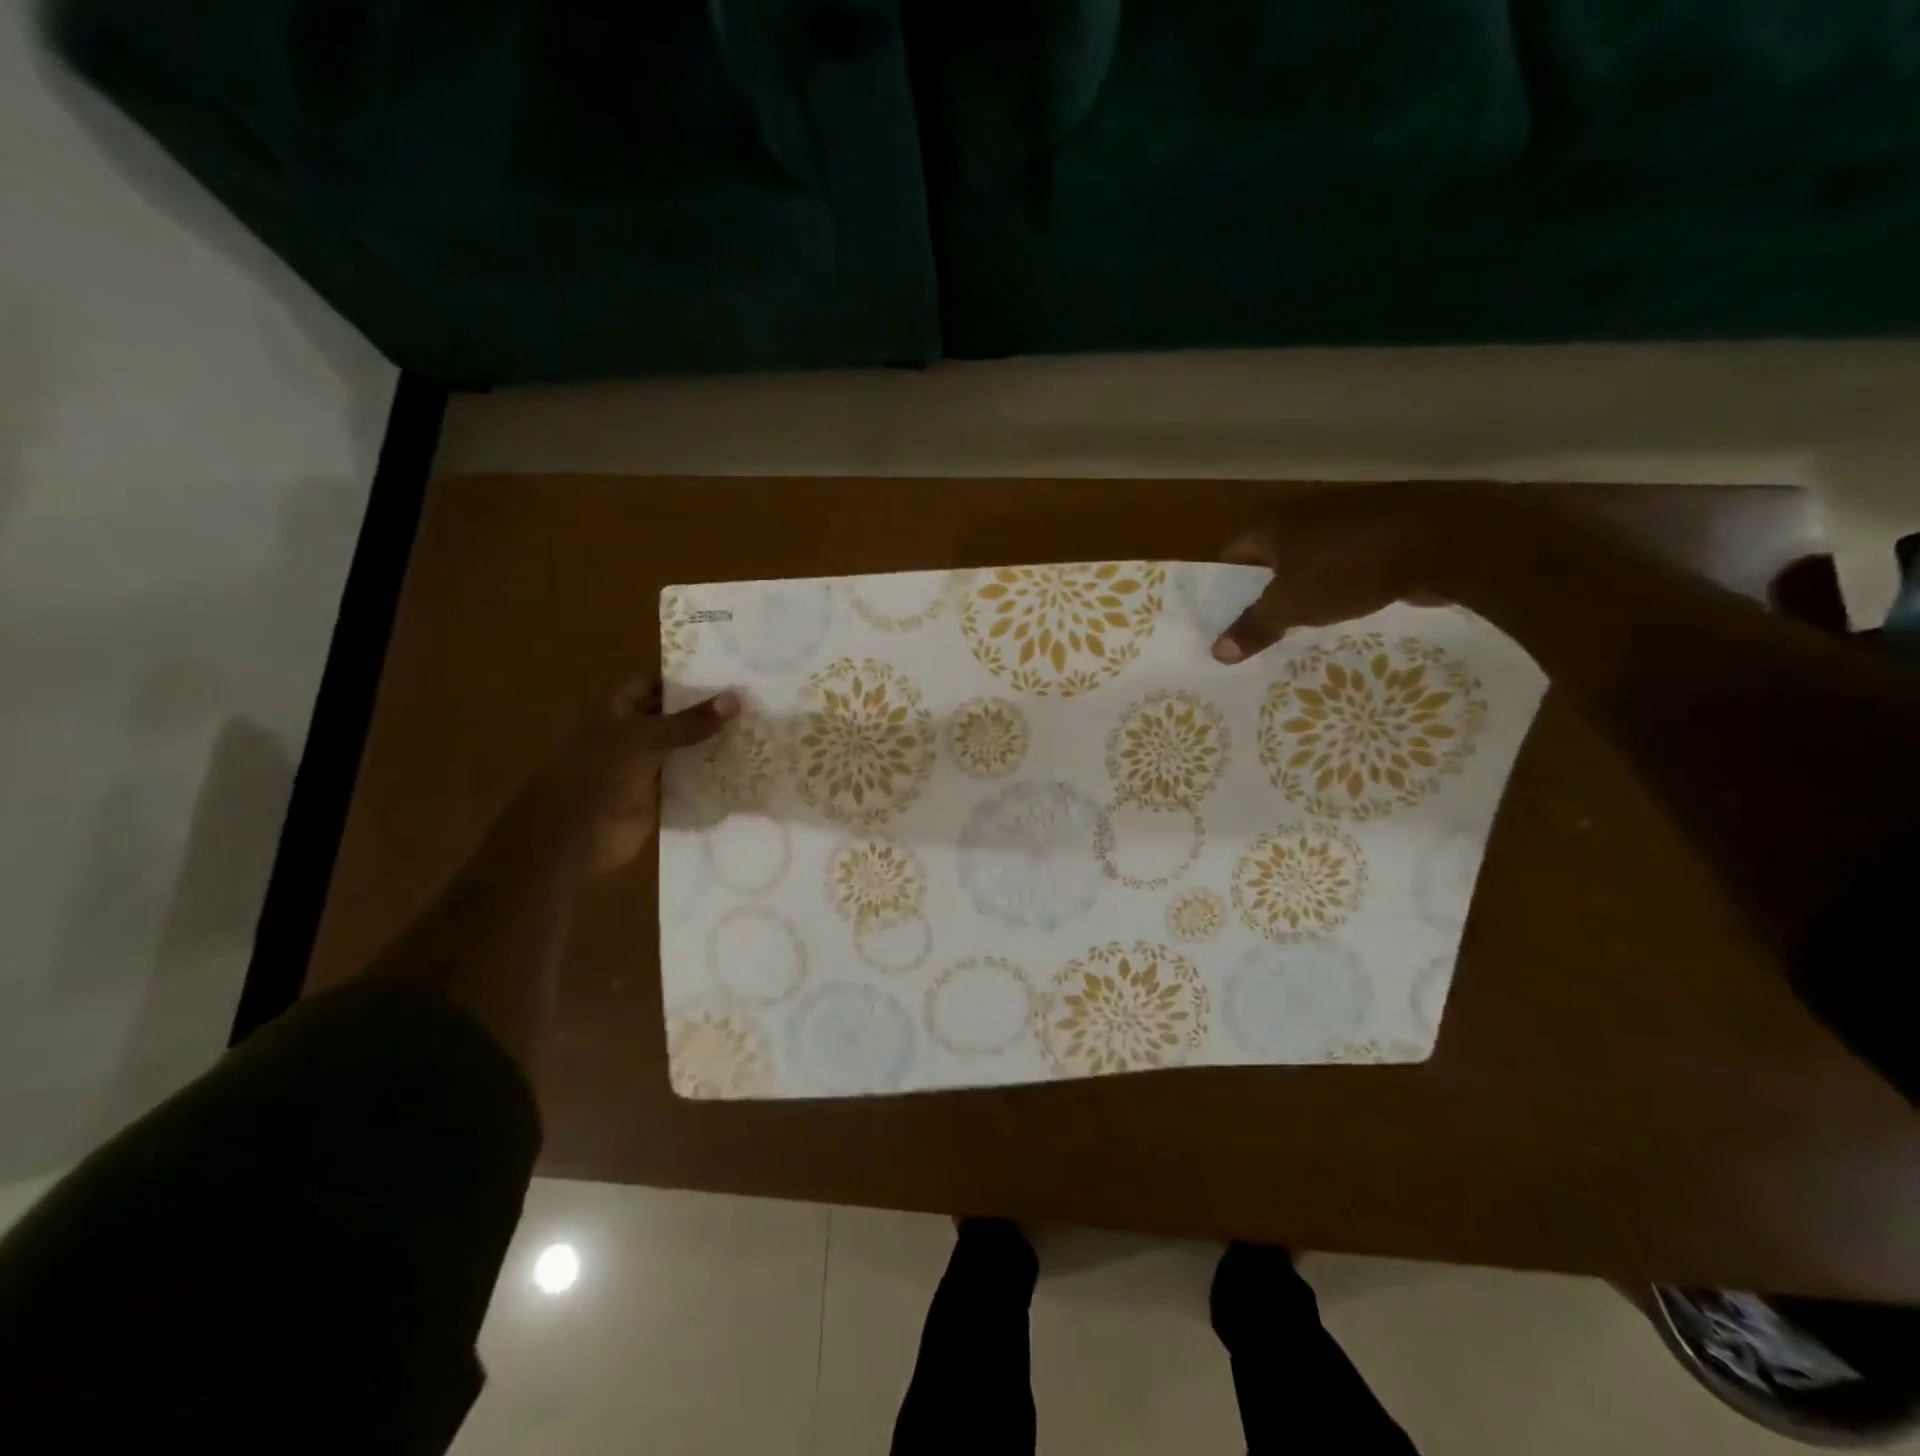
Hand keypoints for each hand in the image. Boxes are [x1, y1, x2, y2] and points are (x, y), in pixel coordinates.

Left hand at [515, 678, 739, 872]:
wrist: (578, 835)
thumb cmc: (603, 774)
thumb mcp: (647, 739)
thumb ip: (690, 721)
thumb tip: (736, 698)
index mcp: (618, 712)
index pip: (651, 683)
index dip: (680, 676)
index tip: (721, 672)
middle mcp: (631, 735)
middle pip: (671, 716)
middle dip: (703, 710)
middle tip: (748, 701)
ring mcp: (644, 767)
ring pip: (682, 748)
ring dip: (709, 743)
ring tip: (754, 730)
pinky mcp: (658, 795)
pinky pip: (687, 779)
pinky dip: (708, 775)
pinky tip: (741, 767)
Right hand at [1209, 485, 1502, 663]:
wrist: (1441, 542)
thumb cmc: (1347, 570)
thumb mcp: (1291, 606)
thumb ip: (1254, 627)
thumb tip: (1216, 652)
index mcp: (1271, 524)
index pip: (1230, 555)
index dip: (1222, 588)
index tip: (1220, 620)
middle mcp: (1302, 513)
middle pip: (1268, 558)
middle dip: (1262, 593)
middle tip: (1254, 631)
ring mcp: (1343, 519)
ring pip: (1307, 560)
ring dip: (1301, 589)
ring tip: (1294, 628)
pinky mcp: (1379, 531)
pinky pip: (1343, 562)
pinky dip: (1336, 584)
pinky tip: (1339, 612)